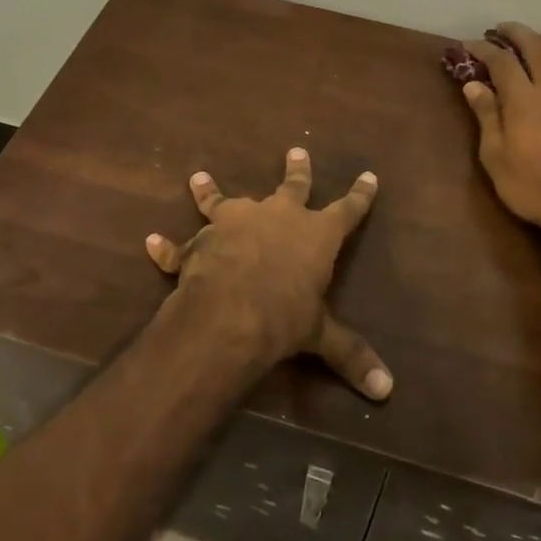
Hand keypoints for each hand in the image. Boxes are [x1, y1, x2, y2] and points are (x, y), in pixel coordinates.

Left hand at [145, 148, 391, 399]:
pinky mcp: (201, 240)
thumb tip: (387, 390)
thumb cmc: (285, 316)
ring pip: (223, 200)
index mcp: (316, 234)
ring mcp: (236, 222)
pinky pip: (180, 245)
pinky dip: (166, 246)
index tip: (369, 175)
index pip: (347, 210)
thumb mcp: (321, 336)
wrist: (229, 313)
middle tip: (296, 150)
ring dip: (209, 190)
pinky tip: (152, 241)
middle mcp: (278, 216)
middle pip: (292, 187)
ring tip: (197, 177)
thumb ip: (351, 356)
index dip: (360, 195)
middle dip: (297, 170)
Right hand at [459, 22, 540, 247]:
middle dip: (517, 33)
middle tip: (502, 28)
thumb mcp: (497, 158)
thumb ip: (487, 117)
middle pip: (536, 47)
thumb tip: (473, 84)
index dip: (484, 48)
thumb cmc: (537, 187)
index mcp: (524, 99)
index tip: (469, 44)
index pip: (501, 61)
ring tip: (531, 41)